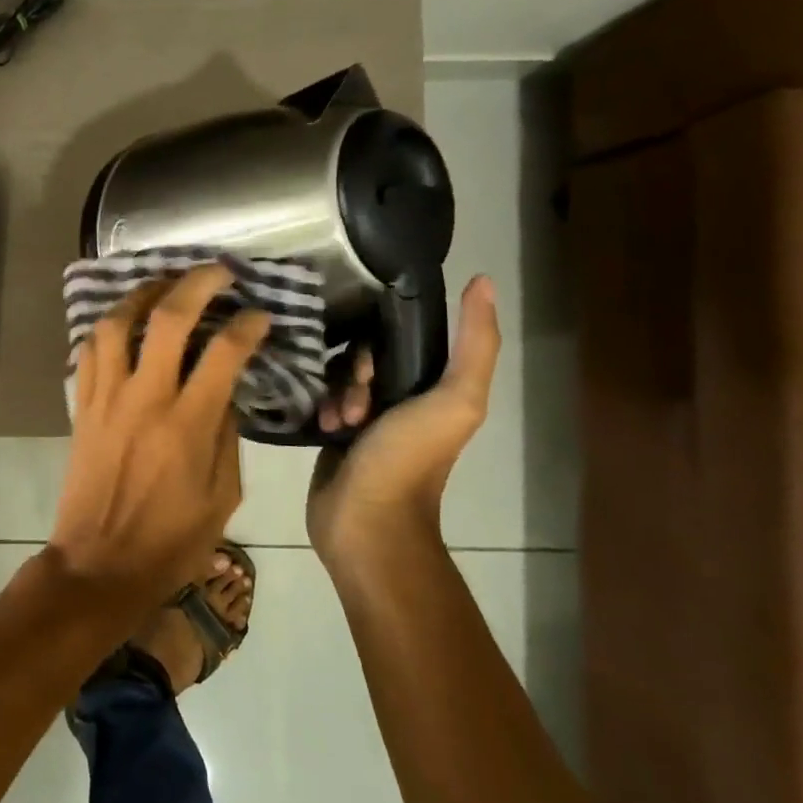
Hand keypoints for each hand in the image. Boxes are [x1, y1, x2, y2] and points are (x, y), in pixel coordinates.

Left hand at [51, 264, 270, 611]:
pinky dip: (105, 329)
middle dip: (196, 283)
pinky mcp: (81, 407)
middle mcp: (144, 400)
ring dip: (142, 294)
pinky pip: (87, 352)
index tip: (260, 315)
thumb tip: (226, 390)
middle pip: (167, 319)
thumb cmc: (170, 540)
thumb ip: (227, 435)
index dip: (247, 325)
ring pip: (115, 324)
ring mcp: (106, 399)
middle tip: (218, 271)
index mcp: (187, 426)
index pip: (223, 352)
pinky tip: (122, 322)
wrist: (99, 565)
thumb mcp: (222, 496)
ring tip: (164, 284)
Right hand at [306, 274, 499, 572]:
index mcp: (434, 388)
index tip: (371, 368)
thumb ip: (475, 343)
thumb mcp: (454, 399)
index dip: (382, 342)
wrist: (366, 521)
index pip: (402, 338)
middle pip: (364, 355)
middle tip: (355, 402)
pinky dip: (319, 408)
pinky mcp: (334, 433)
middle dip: (354, 372)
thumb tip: (483, 281)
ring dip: (335, 394)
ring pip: (337, 376)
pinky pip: (319, 398)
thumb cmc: (410, 459)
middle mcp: (401, 398)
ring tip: (337, 421)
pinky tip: (321, 426)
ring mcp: (365, 417)